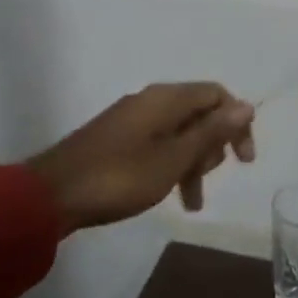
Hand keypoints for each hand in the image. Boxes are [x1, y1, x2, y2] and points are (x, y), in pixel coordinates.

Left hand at [27, 82, 255, 233]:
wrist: (52, 195)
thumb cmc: (120, 176)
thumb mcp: (174, 158)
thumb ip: (211, 132)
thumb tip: (246, 106)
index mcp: (167, 98)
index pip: (217, 94)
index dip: (237, 122)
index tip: (244, 160)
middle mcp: (151, 100)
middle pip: (199, 113)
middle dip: (212, 146)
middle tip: (204, 179)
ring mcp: (132, 120)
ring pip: (179, 133)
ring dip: (192, 163)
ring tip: (192, 202)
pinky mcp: (118, 139)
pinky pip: (158, 144)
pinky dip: (171, 165)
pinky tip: (169, 194)